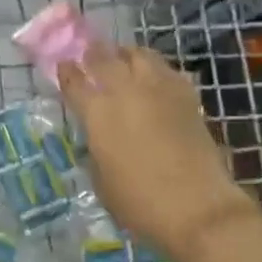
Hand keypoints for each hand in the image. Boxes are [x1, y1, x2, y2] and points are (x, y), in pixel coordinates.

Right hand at [57, 47, 253, 255]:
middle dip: (94, 53)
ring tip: (124, 58)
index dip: (67, 71)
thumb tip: (99, 137)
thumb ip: (96, 150)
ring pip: (140, 55)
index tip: (64, 66)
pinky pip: (168, 71)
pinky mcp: (187, 97)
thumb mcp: (102, 181)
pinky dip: (157, 69)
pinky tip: (155, 79)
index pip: (75, 81)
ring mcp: (159, 90)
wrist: (197, 207)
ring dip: (127, 54)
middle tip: (90, 54)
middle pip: (105, 58)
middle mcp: (126, 92)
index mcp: (98, 113)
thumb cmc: (140, 203)